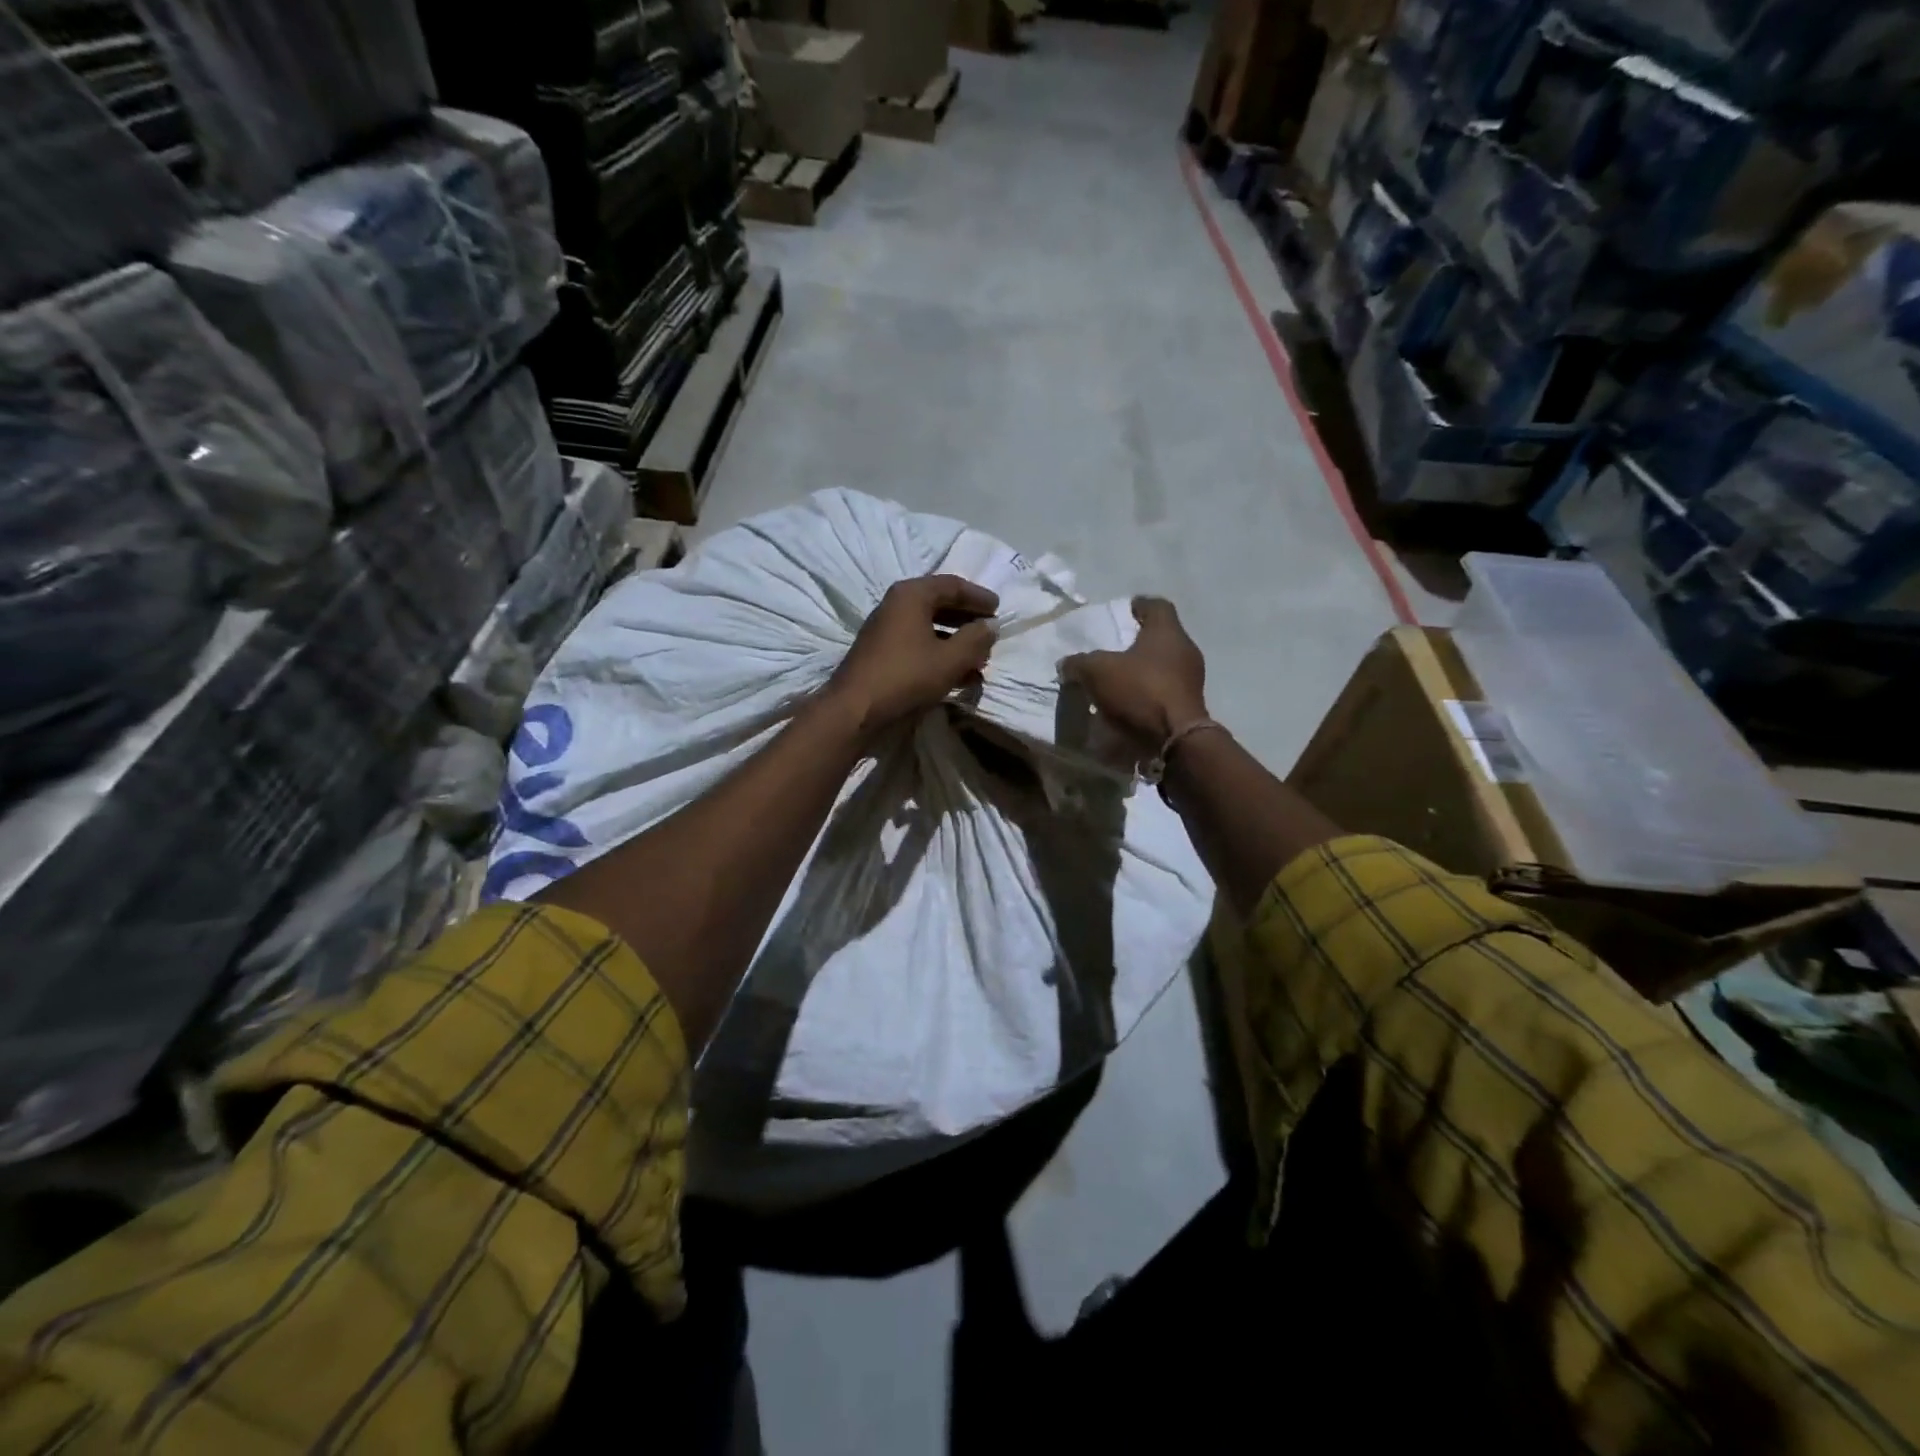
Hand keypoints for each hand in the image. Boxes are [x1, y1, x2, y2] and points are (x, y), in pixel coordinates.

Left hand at [826, 574, 999, 735]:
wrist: (854, 710)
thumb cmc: (906, 677)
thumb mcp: (950, 659)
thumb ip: (975, 640)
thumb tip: (990, 627)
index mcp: (911, 595)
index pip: (952, 585)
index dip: (978, 597)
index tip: (998, 609)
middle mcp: (895, 605)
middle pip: (939, 604)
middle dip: (967, 619)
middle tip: (990, 632)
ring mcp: (885, 630)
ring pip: (929, 627)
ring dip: (955, 641)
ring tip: (979, 659)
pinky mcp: (881, 653)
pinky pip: (917, 644)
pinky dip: (939, 654)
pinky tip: (957, 675)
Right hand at [1060, 596, 1207, 749]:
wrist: (1175, 739)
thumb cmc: (1140, 691)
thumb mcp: (1097, 672)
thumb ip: (1079, 663)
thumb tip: (1067, 664)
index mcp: (1167, 631)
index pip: (1156, 605)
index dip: (1137, 605)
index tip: (1122, 610)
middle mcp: (1185, 649)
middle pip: (1160, 636)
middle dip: (1136, 641)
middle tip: (1112, 648)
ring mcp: (1191, 678)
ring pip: (1162, 664)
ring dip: (1141, 670)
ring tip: (1116, 679)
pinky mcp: (1189, 704)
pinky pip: (1164, 690)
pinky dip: (1147, 692)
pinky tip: (1128, 703)